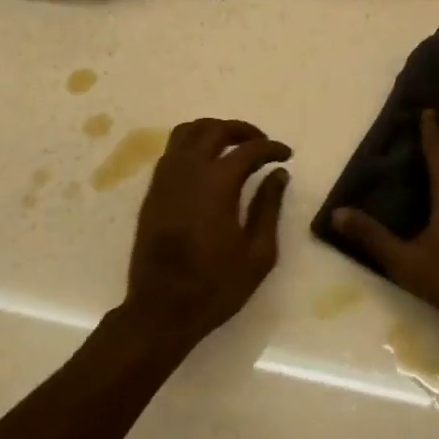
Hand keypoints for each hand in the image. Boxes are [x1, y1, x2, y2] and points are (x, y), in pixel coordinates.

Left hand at [118, 118, 291, 344]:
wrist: (160, 310)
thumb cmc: (215, 286)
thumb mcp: (257, 253)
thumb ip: (268, 206)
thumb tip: (278, 174)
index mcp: (217, 184)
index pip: (249, 149)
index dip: (271, 148)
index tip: (285, 155)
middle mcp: (188, 170)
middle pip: (215, 129)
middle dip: (242, 130)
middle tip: (261, 144)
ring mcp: (166, 178)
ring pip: (188, 131)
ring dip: (213, 130)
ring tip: (232, 145)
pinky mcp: (153, 190)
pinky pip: (172, 150)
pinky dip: (192, 144)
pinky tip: (207, 163)